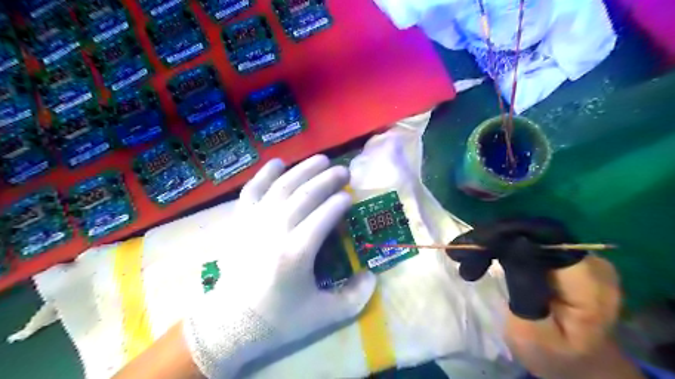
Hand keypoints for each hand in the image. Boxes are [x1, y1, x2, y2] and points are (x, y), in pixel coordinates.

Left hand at [183, 154, 377, 378]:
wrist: (229, 323)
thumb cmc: (277, 319)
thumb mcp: (323, 316)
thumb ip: (354, 298)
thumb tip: (372, 275)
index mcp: (297, 253)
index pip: (324, 215)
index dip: (340, 202)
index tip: (350, 196)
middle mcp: (276, 230)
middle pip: (306, 195)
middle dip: (328, 179)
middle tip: (343, 170)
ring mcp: (254, 222)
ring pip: (283, 186)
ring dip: (304, 169)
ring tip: (322, 159)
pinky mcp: (239, 221)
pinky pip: (252, 189)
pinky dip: (265, 173)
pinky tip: (279, 162)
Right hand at [447, 219, 641, 378]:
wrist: (580, 363)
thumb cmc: (553, 355)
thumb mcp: (532, 332)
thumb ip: (525, 288)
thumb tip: (514, 243)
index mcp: (589, 285)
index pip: (544, 241)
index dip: (508, 236)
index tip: (475, 246)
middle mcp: (592, 262)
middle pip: (537, 234)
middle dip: (497, 239)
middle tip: (463, 254)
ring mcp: (583, 257)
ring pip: (532, 234)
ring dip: (499, 241)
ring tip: (472, 257)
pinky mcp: (570, 258)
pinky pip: (534, 241)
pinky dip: (508, 246)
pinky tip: (489, 255)